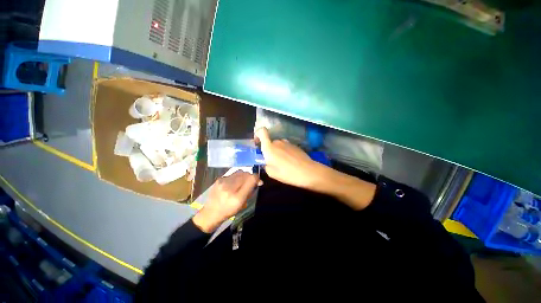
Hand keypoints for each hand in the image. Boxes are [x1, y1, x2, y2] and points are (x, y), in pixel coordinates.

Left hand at [192, 171, 259, 232]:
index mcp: (237, 197)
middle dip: (251, 176)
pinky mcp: (219, 179)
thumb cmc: (228, 210)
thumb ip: (250, 192)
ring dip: (244, 176)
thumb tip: (257, 181)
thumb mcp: (242, 204)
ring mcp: (223, 182)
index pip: (251, 179)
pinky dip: (236, 177)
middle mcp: (230, 187)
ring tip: (242, 182)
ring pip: (240, 172)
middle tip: (251, 182)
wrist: (211, 212)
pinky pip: (233, 174)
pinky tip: (234, 183)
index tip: (259, 182)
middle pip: (246, 174)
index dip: (257, 178)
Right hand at [255, 127, 322, 188]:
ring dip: (277, 151)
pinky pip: (286, 147)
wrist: (307, 171)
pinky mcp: (294, 145)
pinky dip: (285, 152)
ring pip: (278, 145)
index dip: (258, 134)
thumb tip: (266, 161)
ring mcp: (287, 142)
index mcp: (269, 147)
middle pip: (270, 141)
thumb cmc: (287, 173)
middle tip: (271, 161)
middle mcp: (278, 142)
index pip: (262, 131)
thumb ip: (265, 164)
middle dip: (268, 149)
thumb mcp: (271, 173)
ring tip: (282, 162)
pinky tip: (290, 161)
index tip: (257, 143)